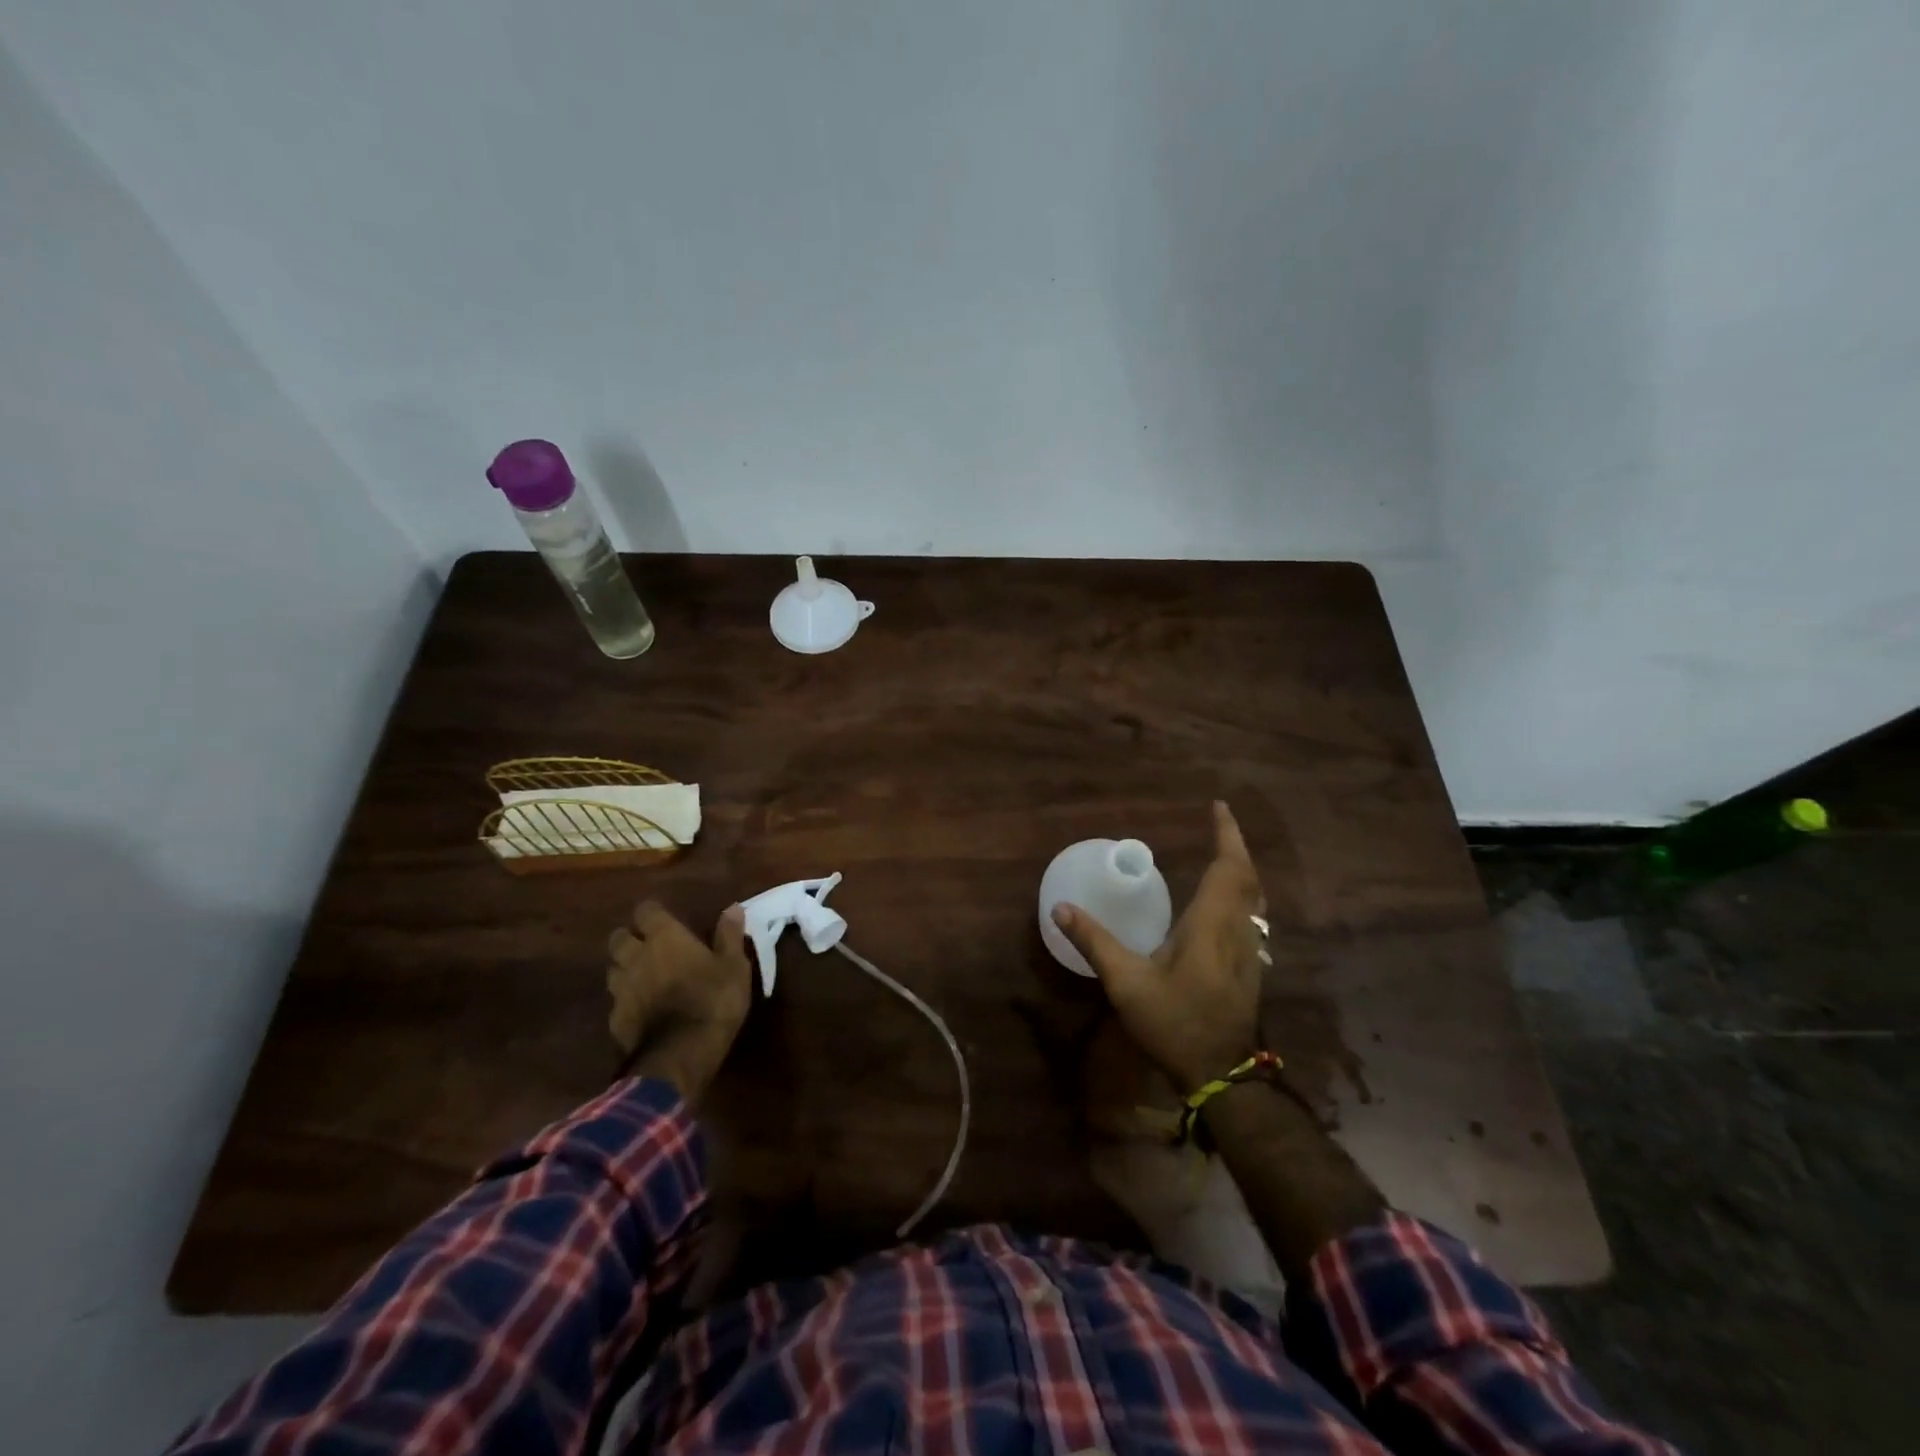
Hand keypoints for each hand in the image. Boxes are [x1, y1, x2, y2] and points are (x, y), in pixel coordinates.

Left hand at [607, 901, 751, 1099]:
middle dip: (629, 938)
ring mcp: (621, 990)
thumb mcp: (734, 966)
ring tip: (641, 976)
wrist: (682, 1054)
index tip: (664, 918)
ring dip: (623, 969)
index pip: (646, 911)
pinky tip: (640, 1010)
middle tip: (647, 945)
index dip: (652, 913)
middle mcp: (636, 957)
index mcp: (665, 938)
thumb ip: (729, 935)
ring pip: (612, 969)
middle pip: (618, 938)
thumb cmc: (714, 1000)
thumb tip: (732, 907)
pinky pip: (615, 1002)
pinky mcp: (615, 1020)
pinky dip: (625, 1001)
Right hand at [1053, 801, 1266, 1094]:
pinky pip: (1252, 917)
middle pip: (1247, 878)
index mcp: (1211, 924)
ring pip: (1255, 898)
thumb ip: (1095, 942)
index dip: (1226, 834)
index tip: (1218, 806)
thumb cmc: (1174, 1022)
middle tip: (1217, 825)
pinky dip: (1242, 895)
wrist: (1221, 1075)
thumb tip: (1061, 908)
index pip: (1228, 867)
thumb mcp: (1127, 983)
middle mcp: (1238, 931)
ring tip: (1221, 854)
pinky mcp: (1251, 969)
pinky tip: (1224, 904)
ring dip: (1241, 871)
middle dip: (1234, 846)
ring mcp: (1250, 951)